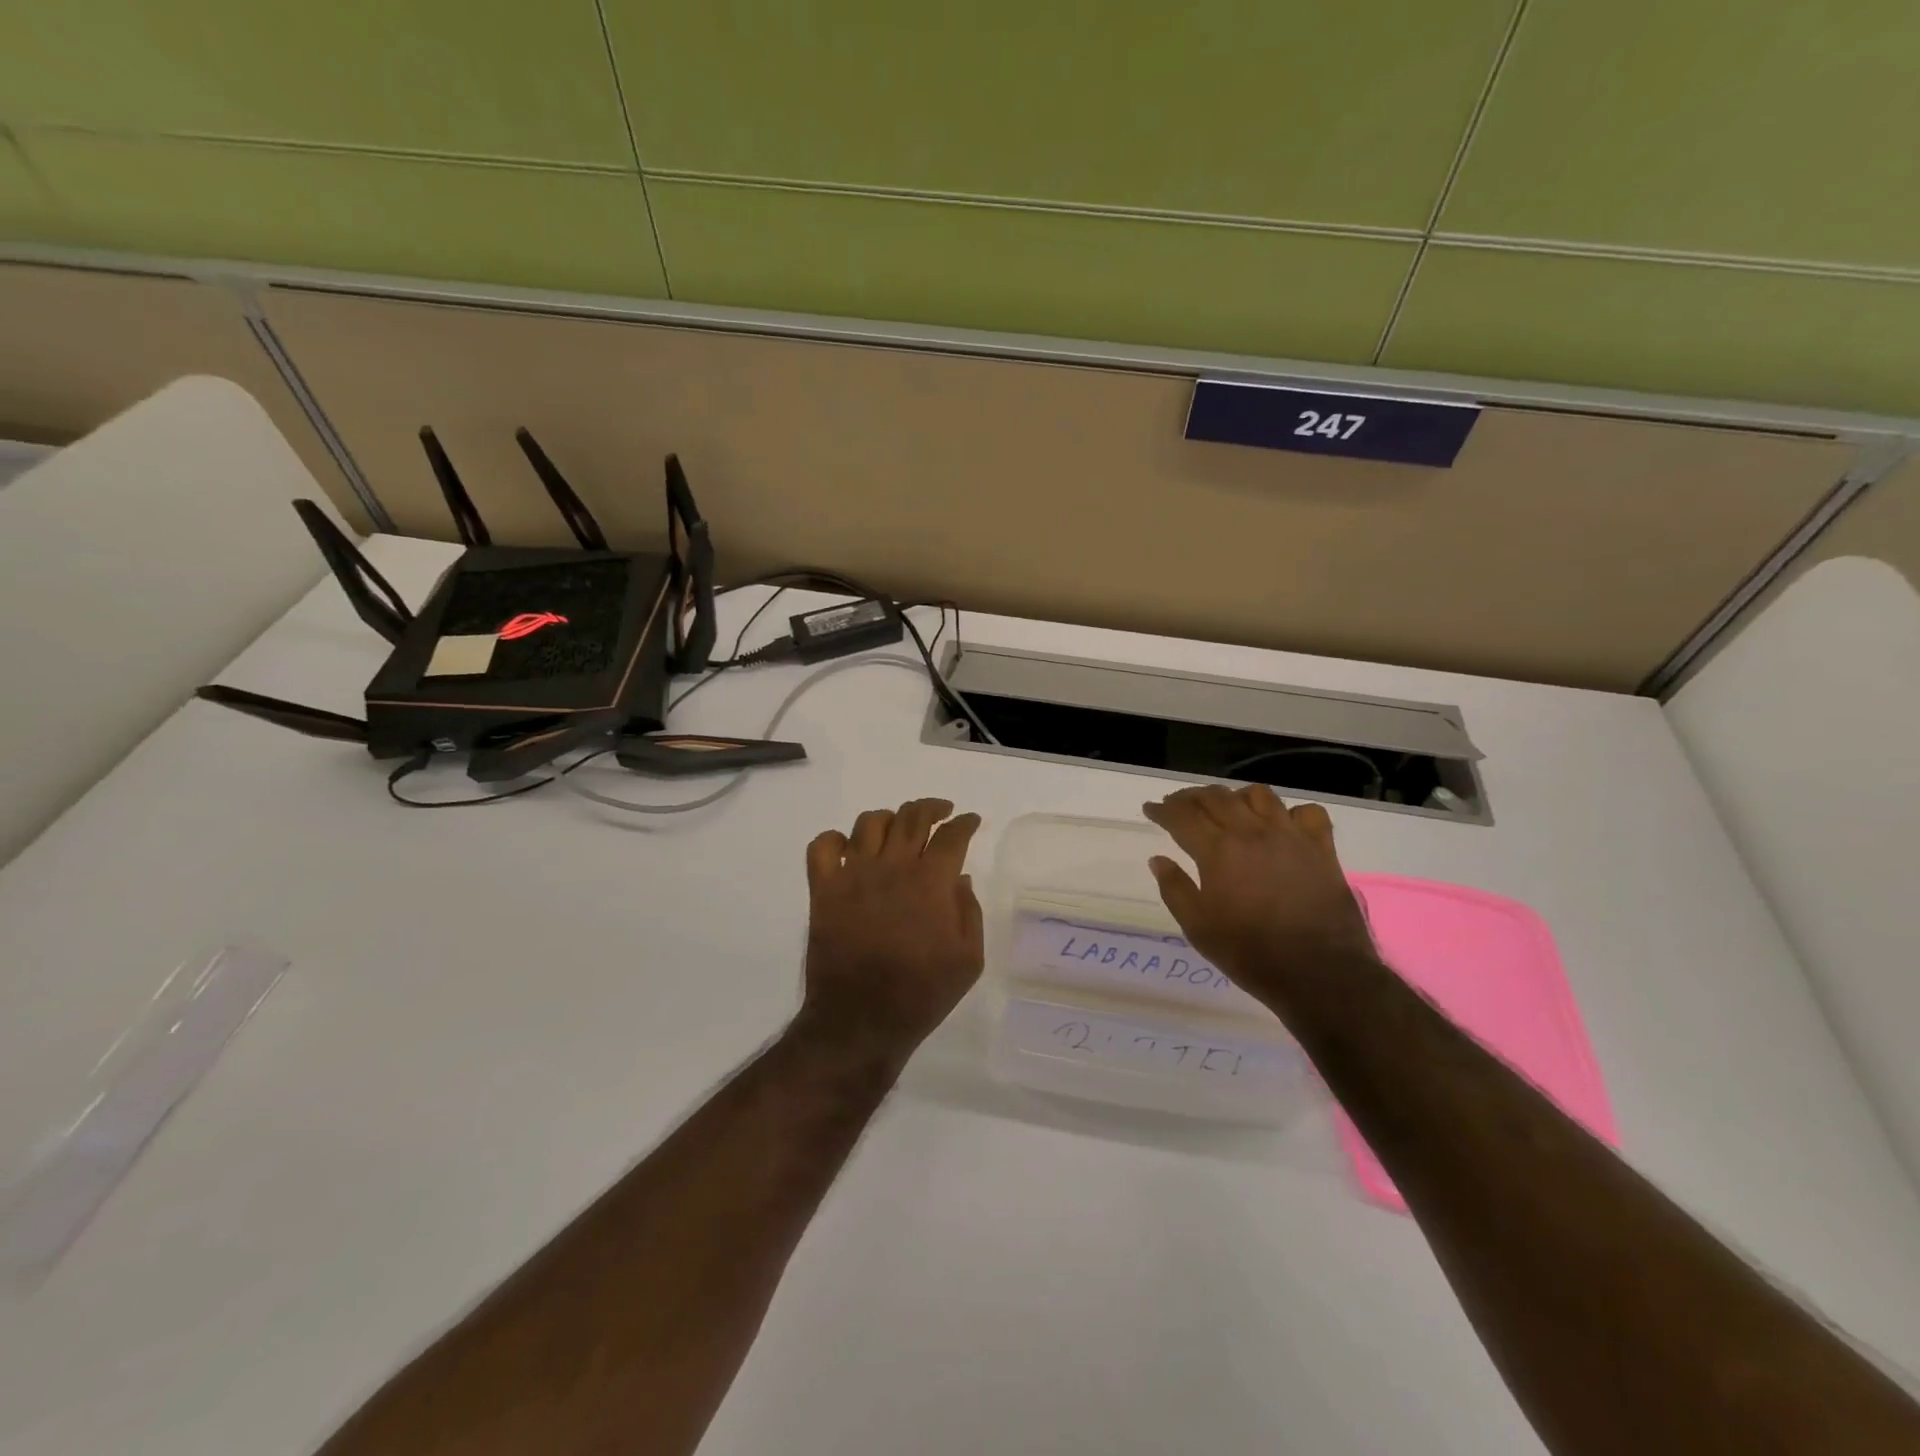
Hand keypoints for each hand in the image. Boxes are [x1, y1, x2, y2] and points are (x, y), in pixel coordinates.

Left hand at [795, 798, 984, 1063]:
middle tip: (940, 813)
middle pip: (912, 816)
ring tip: (898, 830)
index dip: (965, 823)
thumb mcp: (968, 960)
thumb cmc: (921, 994)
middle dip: (931, 808)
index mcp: (931, 882)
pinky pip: (823, 845)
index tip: (970, 821)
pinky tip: (849, 849)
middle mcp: (893, 866)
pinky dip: (835, 839)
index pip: (952, 835)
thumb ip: (969, 912)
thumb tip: (959, 879)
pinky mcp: (823, 889)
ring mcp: (854, 874)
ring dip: (889, 818)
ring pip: (870, 822)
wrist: (861, 1021)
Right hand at [1142, 784, 1375, 1011]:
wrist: (1319, 974)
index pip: (1182, 816)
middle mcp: (1252, 832)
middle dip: (1191, 797)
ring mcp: (1290, 836)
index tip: (1150, 808)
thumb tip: (1157, 859)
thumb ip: (1174, 889)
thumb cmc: (1249, 953)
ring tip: (1227, 808)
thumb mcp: (1198, 928)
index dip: (1162, 809)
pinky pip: (1308, 812)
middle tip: (1179, 804)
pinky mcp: (1321, 848)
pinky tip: (1281, 824)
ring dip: (1235, 796)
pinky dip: (1291, 812)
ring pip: (1258, 795)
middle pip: (1216, 797)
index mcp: (1217, 850)